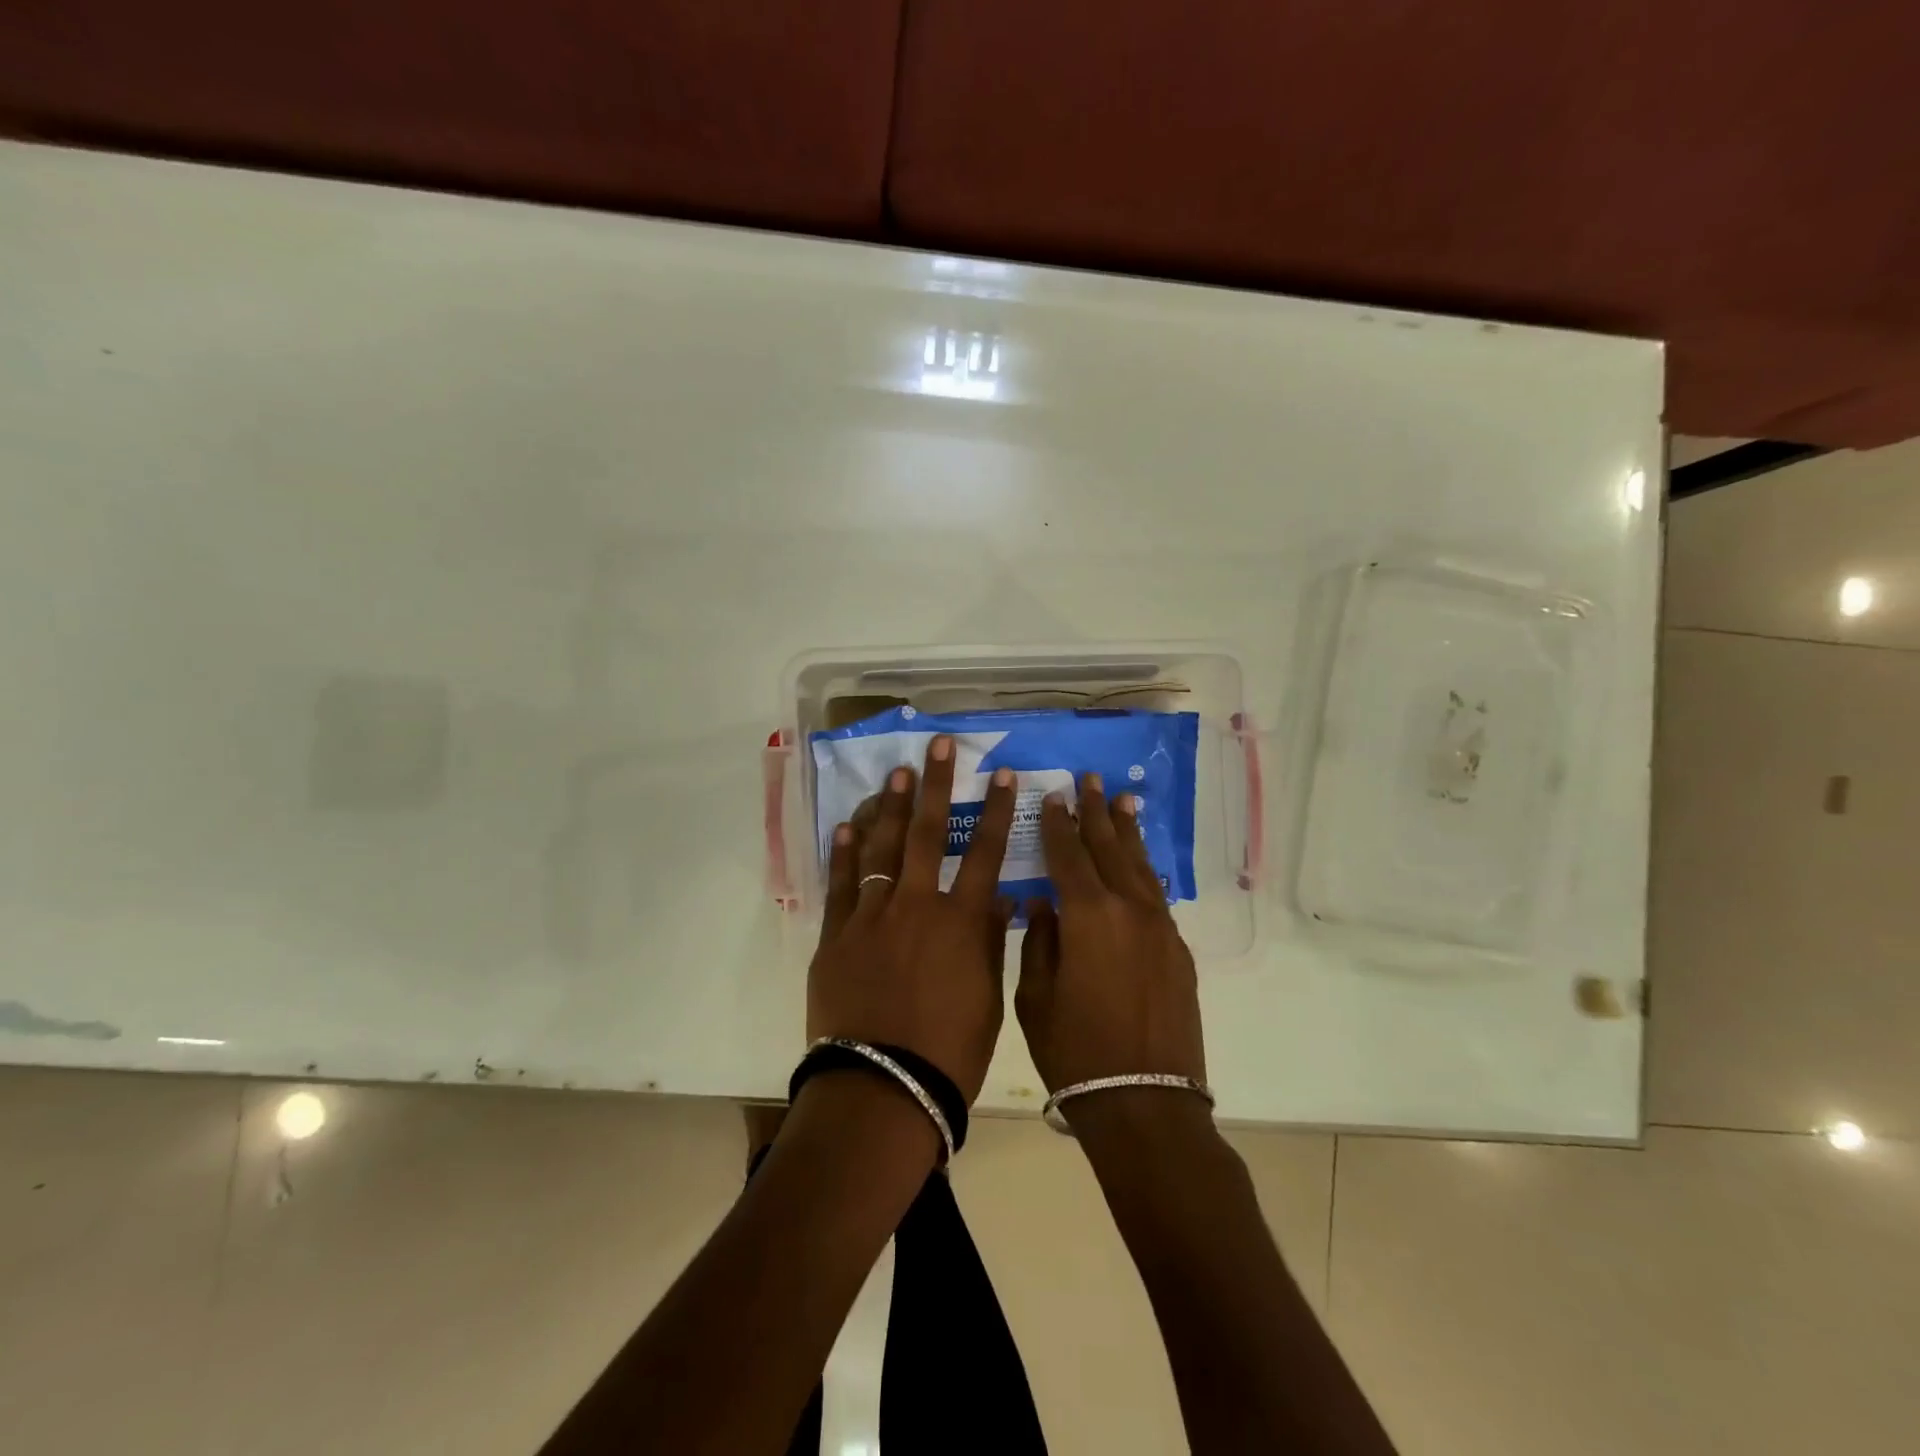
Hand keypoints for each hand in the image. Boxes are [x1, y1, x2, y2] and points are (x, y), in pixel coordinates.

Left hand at [807, 735, 1017, 1104]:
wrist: (882, 1089)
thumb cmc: (949, 1052)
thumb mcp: (986, 999)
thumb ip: (991, 943)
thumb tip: (1000, 899)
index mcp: (961, 921)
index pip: (984, 852)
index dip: (994, 810)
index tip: (1000, 775)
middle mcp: (917, 905)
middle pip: (927, 833)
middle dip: (935, 785)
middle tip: (938, 745)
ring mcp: (871, 916)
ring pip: (880, 848)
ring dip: (889, 806)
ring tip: (895, 772)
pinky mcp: (836, 935)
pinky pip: (841, 885)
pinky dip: (844, 852)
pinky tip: (848, 824)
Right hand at [1015, 775, 1206, 1095]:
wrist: (1145, 1102)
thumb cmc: (1075, 1052)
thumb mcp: (1035, 996)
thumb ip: (1039, 941)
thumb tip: (1043, 904)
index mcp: (1087, 915)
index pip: (1068, 855)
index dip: (1059, 824)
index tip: (1055, 795)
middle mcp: (1128, 909)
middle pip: (1109, 848)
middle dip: (1097, 812)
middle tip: (1091, 779)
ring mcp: (1159, 928)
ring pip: (1140, 866)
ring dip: (1128, 832)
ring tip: (1123, 800)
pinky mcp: (1177, 950)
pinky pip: (1156, 895)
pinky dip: (1144, 870)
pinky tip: (1140, 861)